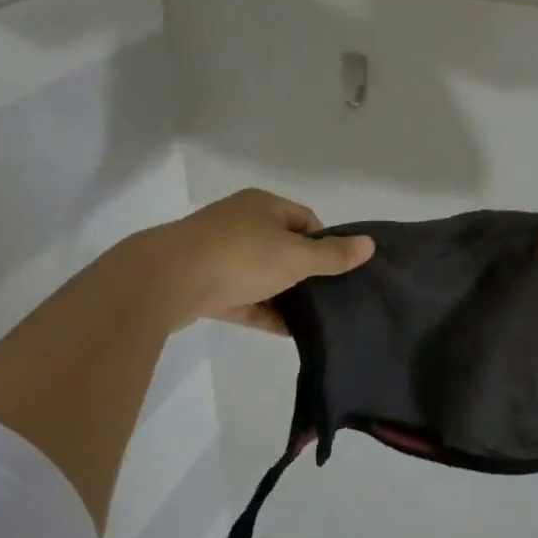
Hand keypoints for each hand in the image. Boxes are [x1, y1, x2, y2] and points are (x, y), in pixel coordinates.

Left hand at [139, 188, 373, 333]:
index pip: (304, 219)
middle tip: (329, 296)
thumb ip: (332, 255)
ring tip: (314, 318)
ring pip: (263, 276)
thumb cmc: (240, 255)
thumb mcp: (295, 255)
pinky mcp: (205, 286)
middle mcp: (240, 224)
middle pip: (283, 248)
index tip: (337, 269)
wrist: (168, 280)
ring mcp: (219, 255)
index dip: (324, 242)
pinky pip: (244, 299)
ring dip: (285, 295)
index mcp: (262, 206)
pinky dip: (264, 312)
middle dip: (305, 272)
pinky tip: (288, 332)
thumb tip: (370, 244)